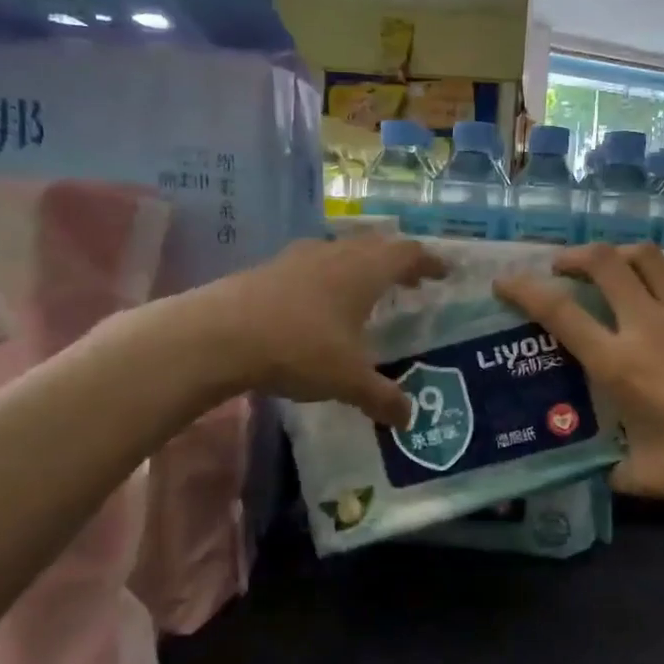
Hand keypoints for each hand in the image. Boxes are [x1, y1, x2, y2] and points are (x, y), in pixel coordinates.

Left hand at [209, 235, 444, 425]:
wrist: (219, 334)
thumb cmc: (299, 348)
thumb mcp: (348, 380)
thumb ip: (382, 397)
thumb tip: (409, 419)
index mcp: (365, 271)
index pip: (408, 254)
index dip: (429, 261)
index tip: (444, 272)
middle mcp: (336, 254)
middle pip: (377, 244)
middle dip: (398, 260)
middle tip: (412, 279)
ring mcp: (299, 258)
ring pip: (342, 250)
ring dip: (361, 264)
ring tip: (367, 288)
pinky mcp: (269, 268)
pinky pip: (313, 263)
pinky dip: (330, 275)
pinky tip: (320, 301)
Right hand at [496, 245, 663, 512]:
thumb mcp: (646, 476)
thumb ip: (614, 470)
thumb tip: (602, 471)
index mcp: (619, 362)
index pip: (558, 312)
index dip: (524, 289)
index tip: (505, 282)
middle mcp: (649, 325)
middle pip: (604, 262)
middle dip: (575, 256)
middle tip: (564, 269)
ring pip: (650, 257)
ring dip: (624, 256)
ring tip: (617, 270)